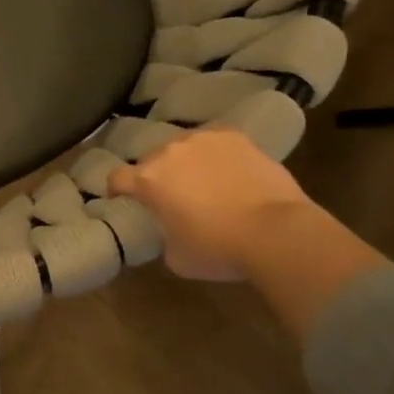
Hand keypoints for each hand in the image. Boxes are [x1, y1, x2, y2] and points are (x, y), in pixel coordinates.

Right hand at [107, 127, 312, 281]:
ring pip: (183, 147)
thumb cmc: (219, 249)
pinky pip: (214, 142)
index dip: (117, 190)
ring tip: (204, 181)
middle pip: (151, 160)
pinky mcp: (234, 136)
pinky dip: (216, 155)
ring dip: (186, 162)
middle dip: (157, 176)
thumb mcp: (176, 257)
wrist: (276, 232)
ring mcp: (203, 139)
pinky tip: (229, 171)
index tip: (124, 200)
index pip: (117, 178)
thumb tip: (168, 228)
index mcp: (148, 180)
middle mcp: (169, 151)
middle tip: (172, 196)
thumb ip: (162, 235)